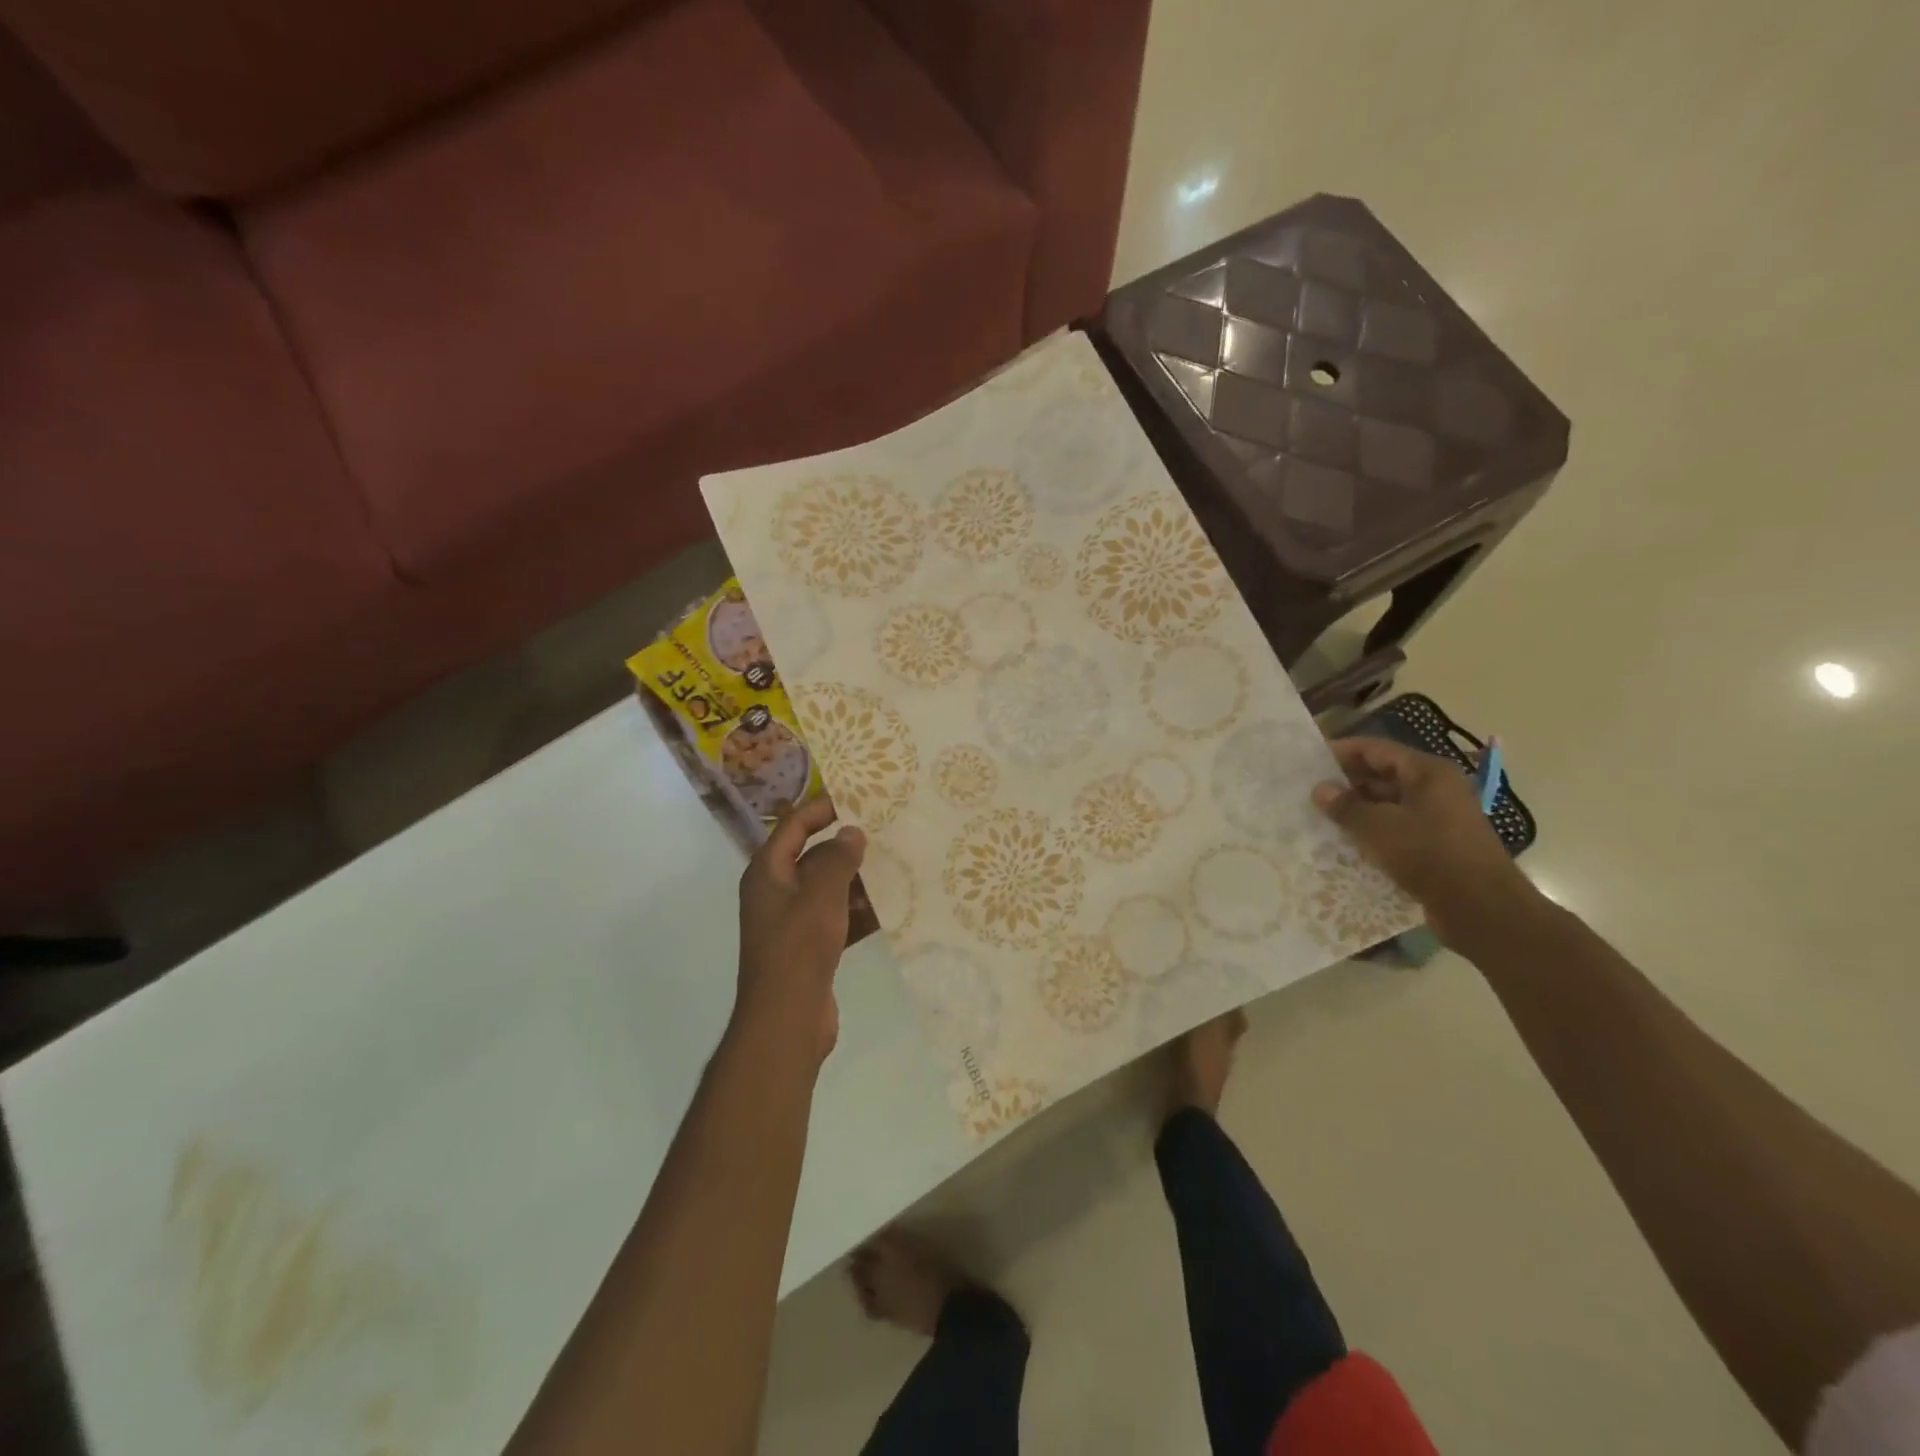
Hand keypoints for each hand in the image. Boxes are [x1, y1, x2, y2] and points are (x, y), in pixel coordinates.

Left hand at [736, 797, 865, 1061]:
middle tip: (884, 833)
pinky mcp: (810, 949)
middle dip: (846, 848)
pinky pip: (837, 919)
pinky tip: (891, 908)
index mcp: (768, 873)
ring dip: (857, 881)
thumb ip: (838, 859)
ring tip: (895, 867)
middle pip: (812, 858)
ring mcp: (792, 923)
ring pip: (828, 890)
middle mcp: (776, 893)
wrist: (787, 1018)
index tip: (854, 799)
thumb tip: (852, 832)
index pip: (793, 827)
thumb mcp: (821, 894)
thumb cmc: (798, 946)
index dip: (820, 809)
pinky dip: (859, 912)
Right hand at [1313, 737, 1537, 945]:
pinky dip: (1373, 832)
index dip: (1342, 752)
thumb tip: (1320, 789)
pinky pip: (1398, 828)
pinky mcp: (1438, 845)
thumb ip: (1346, 806)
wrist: (1481, 909)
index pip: (1377, 749)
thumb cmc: (1428, 855)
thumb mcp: (1377, 827)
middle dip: (1347, 782)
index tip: (1309, 761)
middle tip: (1310, 793)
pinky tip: (1346, 843)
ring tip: (1321, 818)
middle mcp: (1437, 789)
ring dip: (1358, 809)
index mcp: (1428, 773)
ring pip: (1389, 804)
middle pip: (1383, 774)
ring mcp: (1440, 818)